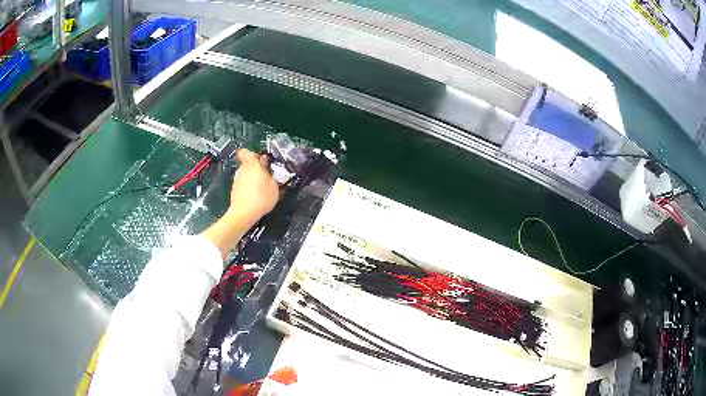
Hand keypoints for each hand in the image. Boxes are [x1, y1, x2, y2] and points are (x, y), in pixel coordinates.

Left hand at [202, 149, 278, 259]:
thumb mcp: (274, 186)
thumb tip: (268, 169)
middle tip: (266, 175)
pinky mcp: (234, 190)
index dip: (253, 154)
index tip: (261, 159)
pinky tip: (255, 196)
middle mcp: (242, 170)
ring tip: (261, 188)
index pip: (246, 152)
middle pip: (247, 163)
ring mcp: (236, 180)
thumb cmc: (261, 197)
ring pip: (245, 174)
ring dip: (252, 178)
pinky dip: (248, 188)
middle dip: (255, 168)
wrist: (244, 213)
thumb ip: (271, 175)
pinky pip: (242, 184)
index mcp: (252, 164)